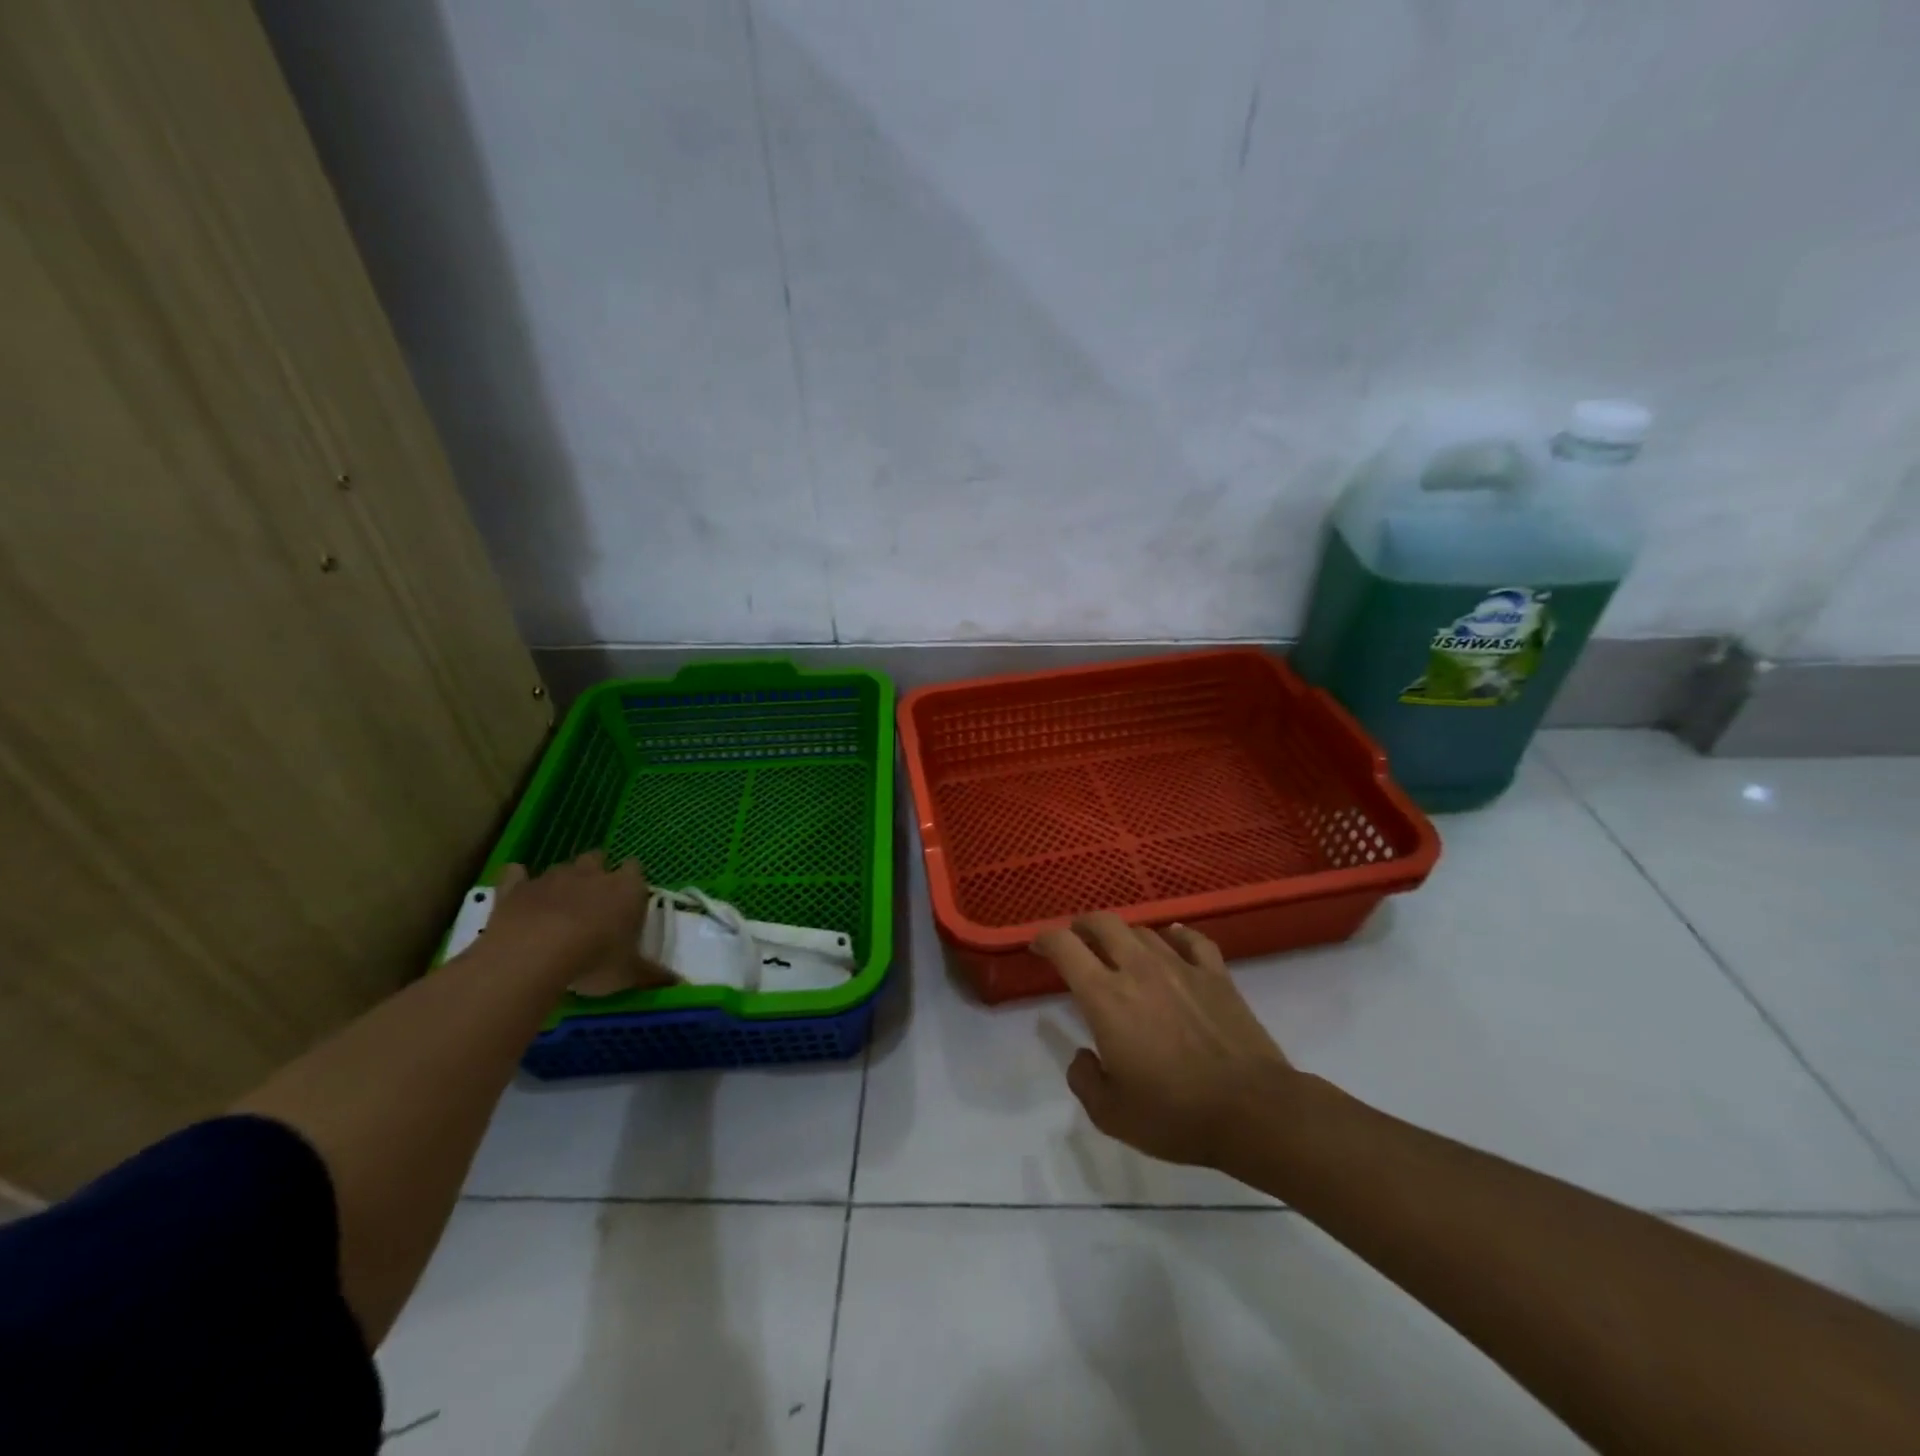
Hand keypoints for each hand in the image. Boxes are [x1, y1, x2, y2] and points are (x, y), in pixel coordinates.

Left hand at [486, 851, 673, 995]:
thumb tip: (679, 983)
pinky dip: (517, 878)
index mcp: (626, 888)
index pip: (635, 869)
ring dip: (563, 880)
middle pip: (597, 858)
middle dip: (597, 871)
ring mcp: (552, 878)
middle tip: (594, 897)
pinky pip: (515, 874)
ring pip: (561, 867)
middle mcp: (591, 874)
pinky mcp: (516, 889)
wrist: (534, 955)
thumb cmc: (594, 959)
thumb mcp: (629, 973)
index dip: (632, 879)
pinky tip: (517, 886)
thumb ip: (652, 974)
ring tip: (559, 904)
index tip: (629, 896)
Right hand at [1032, 913, 1298, 1169]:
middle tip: (1076, 941)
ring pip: (1143, 931)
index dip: (1045, 939)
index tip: (1038, 947)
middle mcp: (1138, 969)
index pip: (1064, 947)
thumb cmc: (1176, 1115)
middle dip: (1082, 926)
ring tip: (1120, 950)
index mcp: (1105, 997)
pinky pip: (1191, 939)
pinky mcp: (1216, 974)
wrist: (1254, 1110)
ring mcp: (1181, 966)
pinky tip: (1172, 940)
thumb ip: (1084, 1080)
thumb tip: (1083, 1056)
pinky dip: (1175, 935)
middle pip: (1103, 923)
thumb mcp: (1112, 1115)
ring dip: (1124, 935)